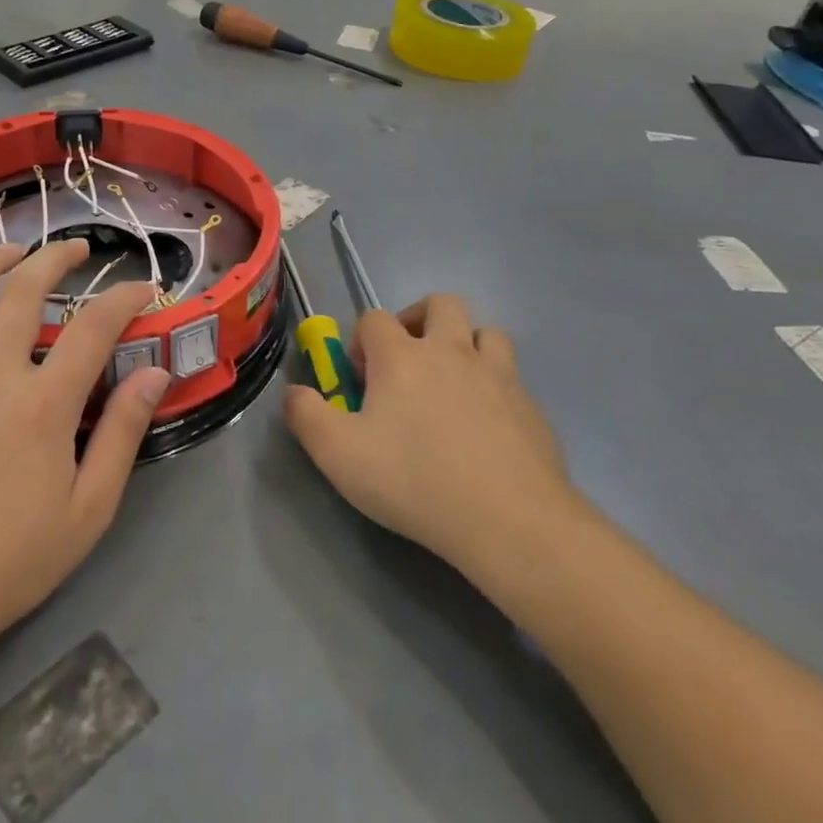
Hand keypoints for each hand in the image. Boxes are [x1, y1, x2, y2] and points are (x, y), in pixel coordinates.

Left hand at [0, 240, 169, 672]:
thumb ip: (122, 434)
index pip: (93, 329)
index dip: (124, 299)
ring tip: (12, 251)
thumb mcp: (89, 510)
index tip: (143, 289)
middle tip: (77, 250)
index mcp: (41, 408)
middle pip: (20, 295)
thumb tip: (153, 375)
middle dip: (53, 259)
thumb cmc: (11, 561)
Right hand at [284, 295, 579, 580]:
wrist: (509, 519)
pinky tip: (486, 426)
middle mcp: (451, 350)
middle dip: (418, 320)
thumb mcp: (338, 455)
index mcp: (402, 356)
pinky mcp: (530, 405)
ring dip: (465, 344)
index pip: (374, 319)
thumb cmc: (414, 481)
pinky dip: (494, 386)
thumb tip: (292, 393)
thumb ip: (306, 416)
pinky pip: (511, 376)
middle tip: (408, 361)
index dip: (361, 342)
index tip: (360, 381)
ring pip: (485, 332)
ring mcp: (498, 374)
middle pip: (440, 303)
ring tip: (452, 383)